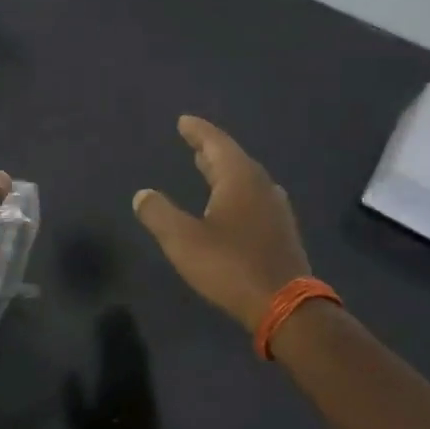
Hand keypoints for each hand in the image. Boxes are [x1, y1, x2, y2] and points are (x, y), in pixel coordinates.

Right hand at [133, 116, 311, 333]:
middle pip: (233, 159)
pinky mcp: (280, 233)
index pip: (216, 143)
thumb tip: (143, 194)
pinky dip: (235, 192)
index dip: (198, 131)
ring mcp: (275, 210)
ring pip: (246, 179)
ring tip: (207, 168)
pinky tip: (230, 204)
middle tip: (192, 141)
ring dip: (224, 171)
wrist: (286, 308)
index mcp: (239, 179)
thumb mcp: (183, 240)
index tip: (183, 121)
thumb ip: (159, 213)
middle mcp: (261, 187)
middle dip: (210, 150)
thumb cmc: (230, 266)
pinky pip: (254, 198)